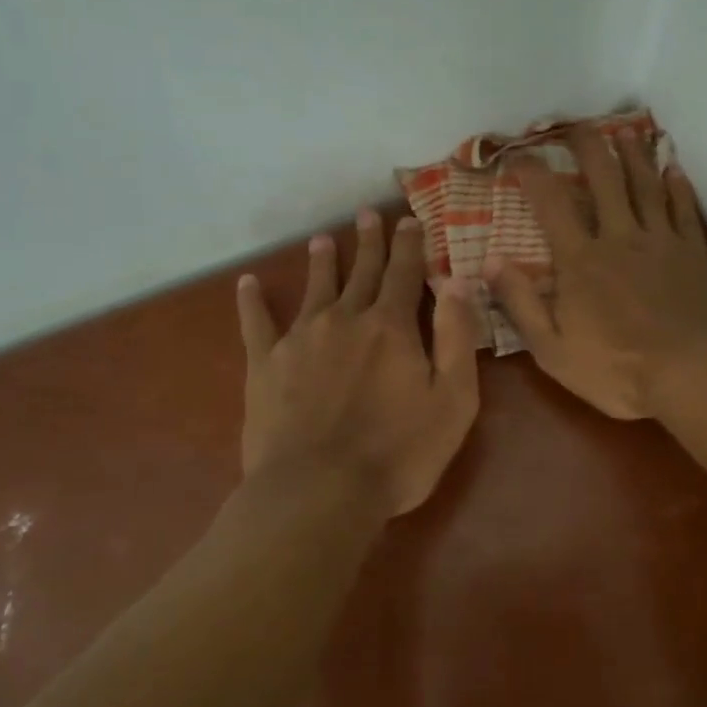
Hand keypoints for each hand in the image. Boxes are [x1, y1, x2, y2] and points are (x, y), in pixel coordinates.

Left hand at [238, 211, 479, 517]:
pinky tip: (247, 283)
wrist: (318, 491)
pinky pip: (256, 324)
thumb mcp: (453, 399)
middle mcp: (345, 319)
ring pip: (315, 288)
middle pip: (361, 272)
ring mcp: (301, 339)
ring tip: (323, 239)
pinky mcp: (265, 365)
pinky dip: (251, 302)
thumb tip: (458, 279)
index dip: (410, 246)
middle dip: (369, 242)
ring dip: (322, 262)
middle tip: (368, 214)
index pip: (405, 273)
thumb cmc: (398, 453)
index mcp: (392, 327)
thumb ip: (456, 336)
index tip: (410, 220)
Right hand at [485, 128, 706, 418]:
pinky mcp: (695, 251)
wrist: (697, 374)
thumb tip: (488, 260)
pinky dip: (678, 185)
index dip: (533, 174)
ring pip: (645, 184)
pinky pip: (684, 208)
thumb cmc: (619, 370)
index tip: (519, 155)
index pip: (551, 204)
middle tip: (575, 125)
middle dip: (587, 146)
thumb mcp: (553, 350)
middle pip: (604, 178)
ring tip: (624, 131)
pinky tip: (674, 168)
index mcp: (581, 260)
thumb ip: (520, 303)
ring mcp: (662, 240)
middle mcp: (620, 237)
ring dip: (633, 154)